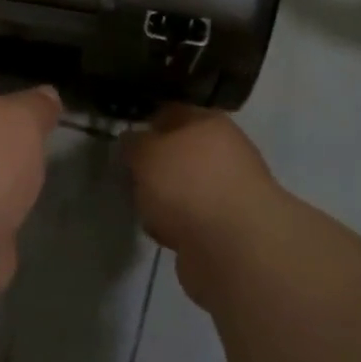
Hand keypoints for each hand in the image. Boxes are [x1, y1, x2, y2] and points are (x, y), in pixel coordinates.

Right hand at [123, 105, 279, 282]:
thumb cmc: (188, 185)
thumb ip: (134, 144)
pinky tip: (167, 235)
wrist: (234, 247)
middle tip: (133, 180)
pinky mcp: (230, 227)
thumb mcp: (147, 154)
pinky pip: (193, 219)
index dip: (148, 125)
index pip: (173, 114)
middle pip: (180, 153)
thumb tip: (133, 141)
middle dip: (156, 168)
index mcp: (209, 123)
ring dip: (166, 200)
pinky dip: (178, 226)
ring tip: (148, 212)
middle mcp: (226, 151)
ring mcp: (231, 191)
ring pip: (186, 188)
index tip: (126, 143)